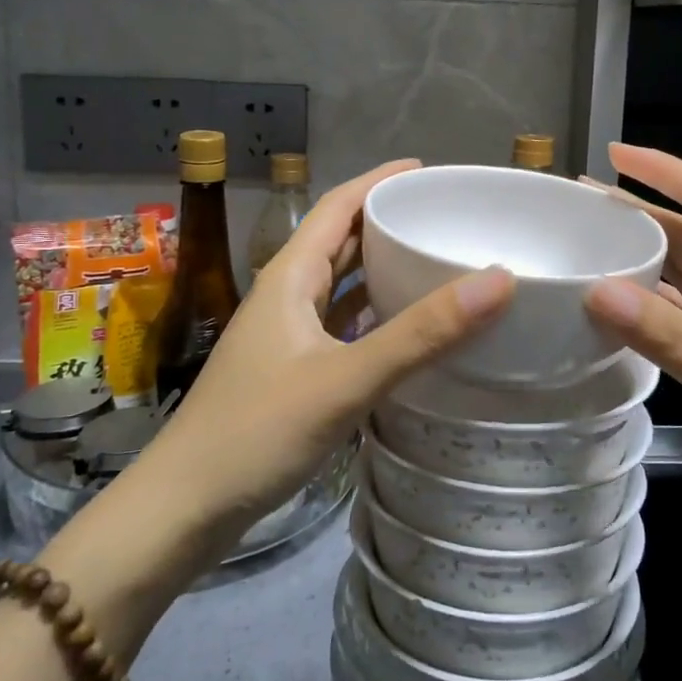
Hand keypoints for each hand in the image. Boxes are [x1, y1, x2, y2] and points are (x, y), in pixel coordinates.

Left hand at [148, 159, 514, 549]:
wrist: (183, 509)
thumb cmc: (258, 432)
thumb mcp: (345, 379)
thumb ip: (420, 333)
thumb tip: (498, 279)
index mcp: (289, 277)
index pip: (337, 206)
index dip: (378, 181)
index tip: (427, 171)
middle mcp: (285, 296)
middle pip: (339, 241)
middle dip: (386, 222)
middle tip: (442, 218)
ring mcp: (284, 336)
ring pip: (339, 285)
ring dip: (379, 269)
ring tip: (433, 263)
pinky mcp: (289, 372)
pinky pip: (339, 326)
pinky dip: (372, 316)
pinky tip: (403, 330)